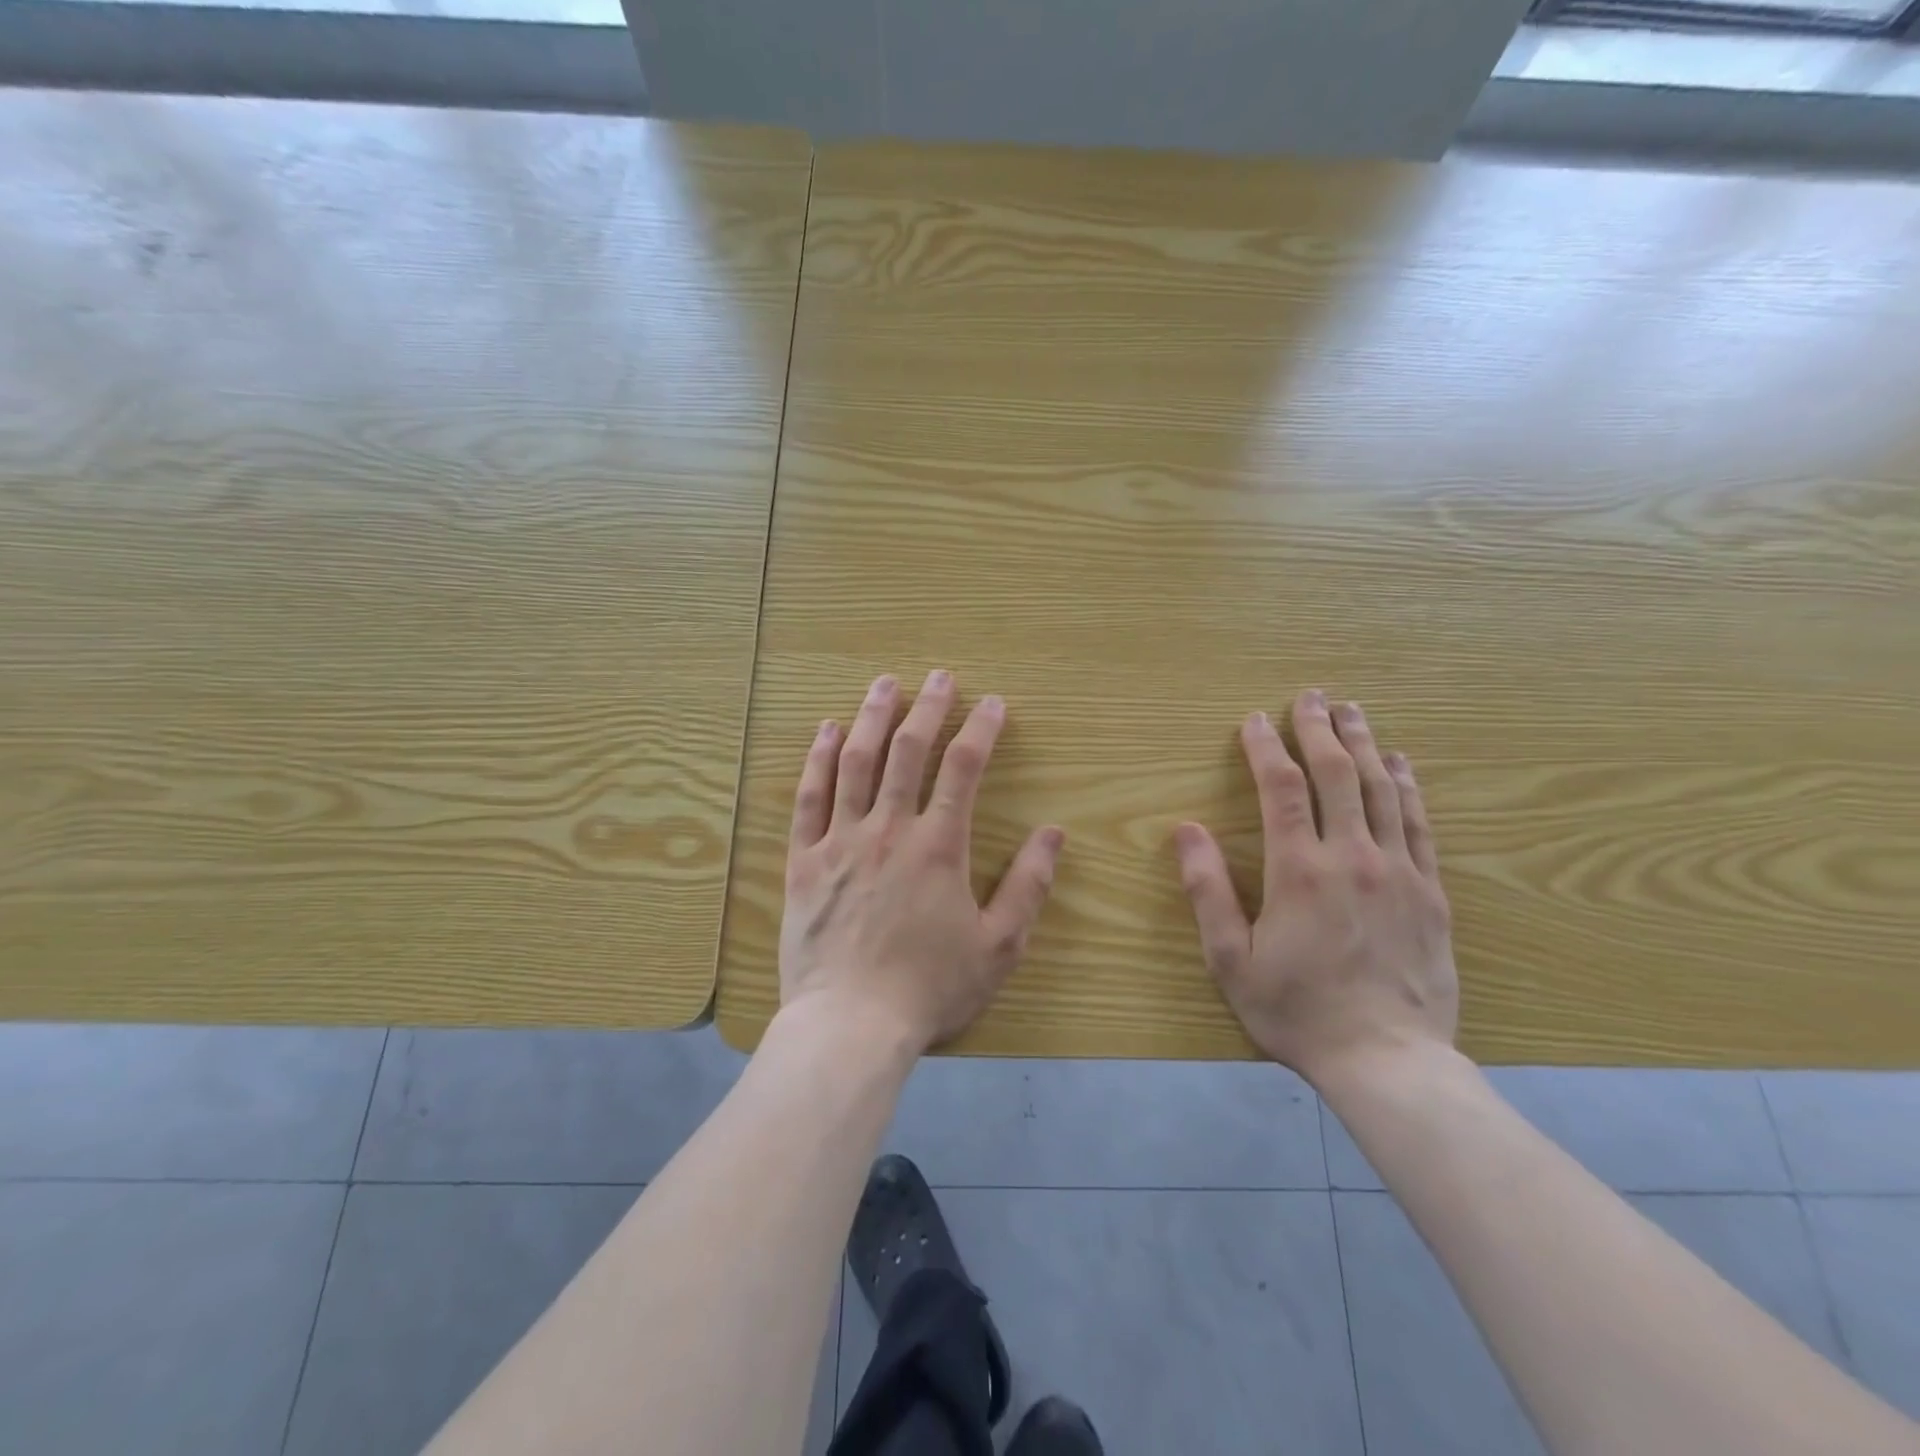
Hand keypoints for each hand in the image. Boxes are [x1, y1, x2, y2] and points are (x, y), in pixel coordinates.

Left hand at [779, 670, 1066, 1053]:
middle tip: (939, 676)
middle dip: (928, 707)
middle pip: (909, 751)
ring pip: (856, 762)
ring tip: (885, 684)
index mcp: (939, 846)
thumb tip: (1054, 833)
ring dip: (872, 717)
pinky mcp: (804, 860)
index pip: (964, 769)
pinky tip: (826, 731)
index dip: (981, 729)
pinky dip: (817, 759)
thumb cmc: (929, 989)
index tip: (993, 703)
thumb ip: (1028, 886)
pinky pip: (809, 797)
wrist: (850, 1026)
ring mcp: (841, 840)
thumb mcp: (999, 946)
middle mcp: (889, 829)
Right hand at [1174, 690, 1455, 1084]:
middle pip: (1337, 774)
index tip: (1254, 720)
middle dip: (1320, 729)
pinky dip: (1409, 786)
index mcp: (1299, 870)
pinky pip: (1419, 824)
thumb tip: (1185, 830)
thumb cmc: (1296, 1010)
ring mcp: (1398, 872)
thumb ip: (1207, 890)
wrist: (1388, 1060)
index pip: (1281, 788)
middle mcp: (1352, 857)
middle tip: (1311, 696)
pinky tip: (1402, 763)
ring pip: (1382, 790)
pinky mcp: (1430, 892)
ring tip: (1352, 711)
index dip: (1266, 747)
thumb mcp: (1230, 959)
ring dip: (1364, 744)